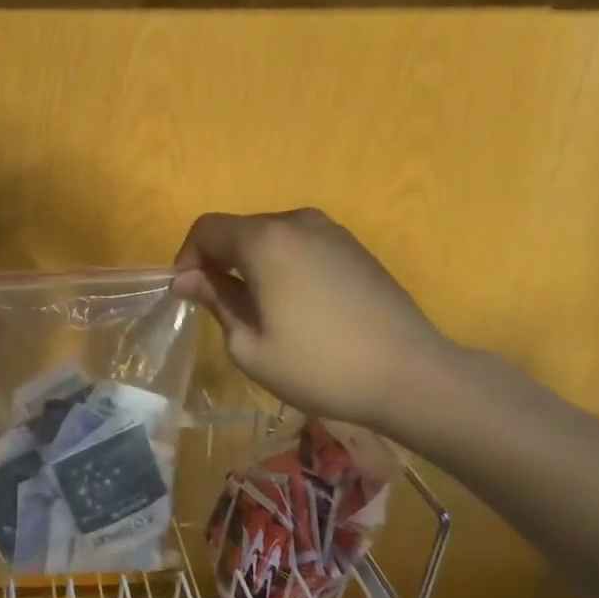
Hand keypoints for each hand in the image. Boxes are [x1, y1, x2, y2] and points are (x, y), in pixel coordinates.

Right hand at [172, 209, 454, 432]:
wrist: (411, 375)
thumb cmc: (318, 365)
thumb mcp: (249, 345)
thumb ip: (215, 300)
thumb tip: (188, 279)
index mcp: (264, 241)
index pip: (207, 229)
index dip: (187, 257)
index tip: (187, 294)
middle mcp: (297, 222)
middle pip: (239, 229)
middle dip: (218, 261)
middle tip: (217, 305)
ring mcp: (331, 232)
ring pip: (270, 237)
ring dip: (250, 263)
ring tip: (256, 308)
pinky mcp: (354, 248)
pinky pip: (300, 246)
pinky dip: (282, 265)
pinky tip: (294, 306)